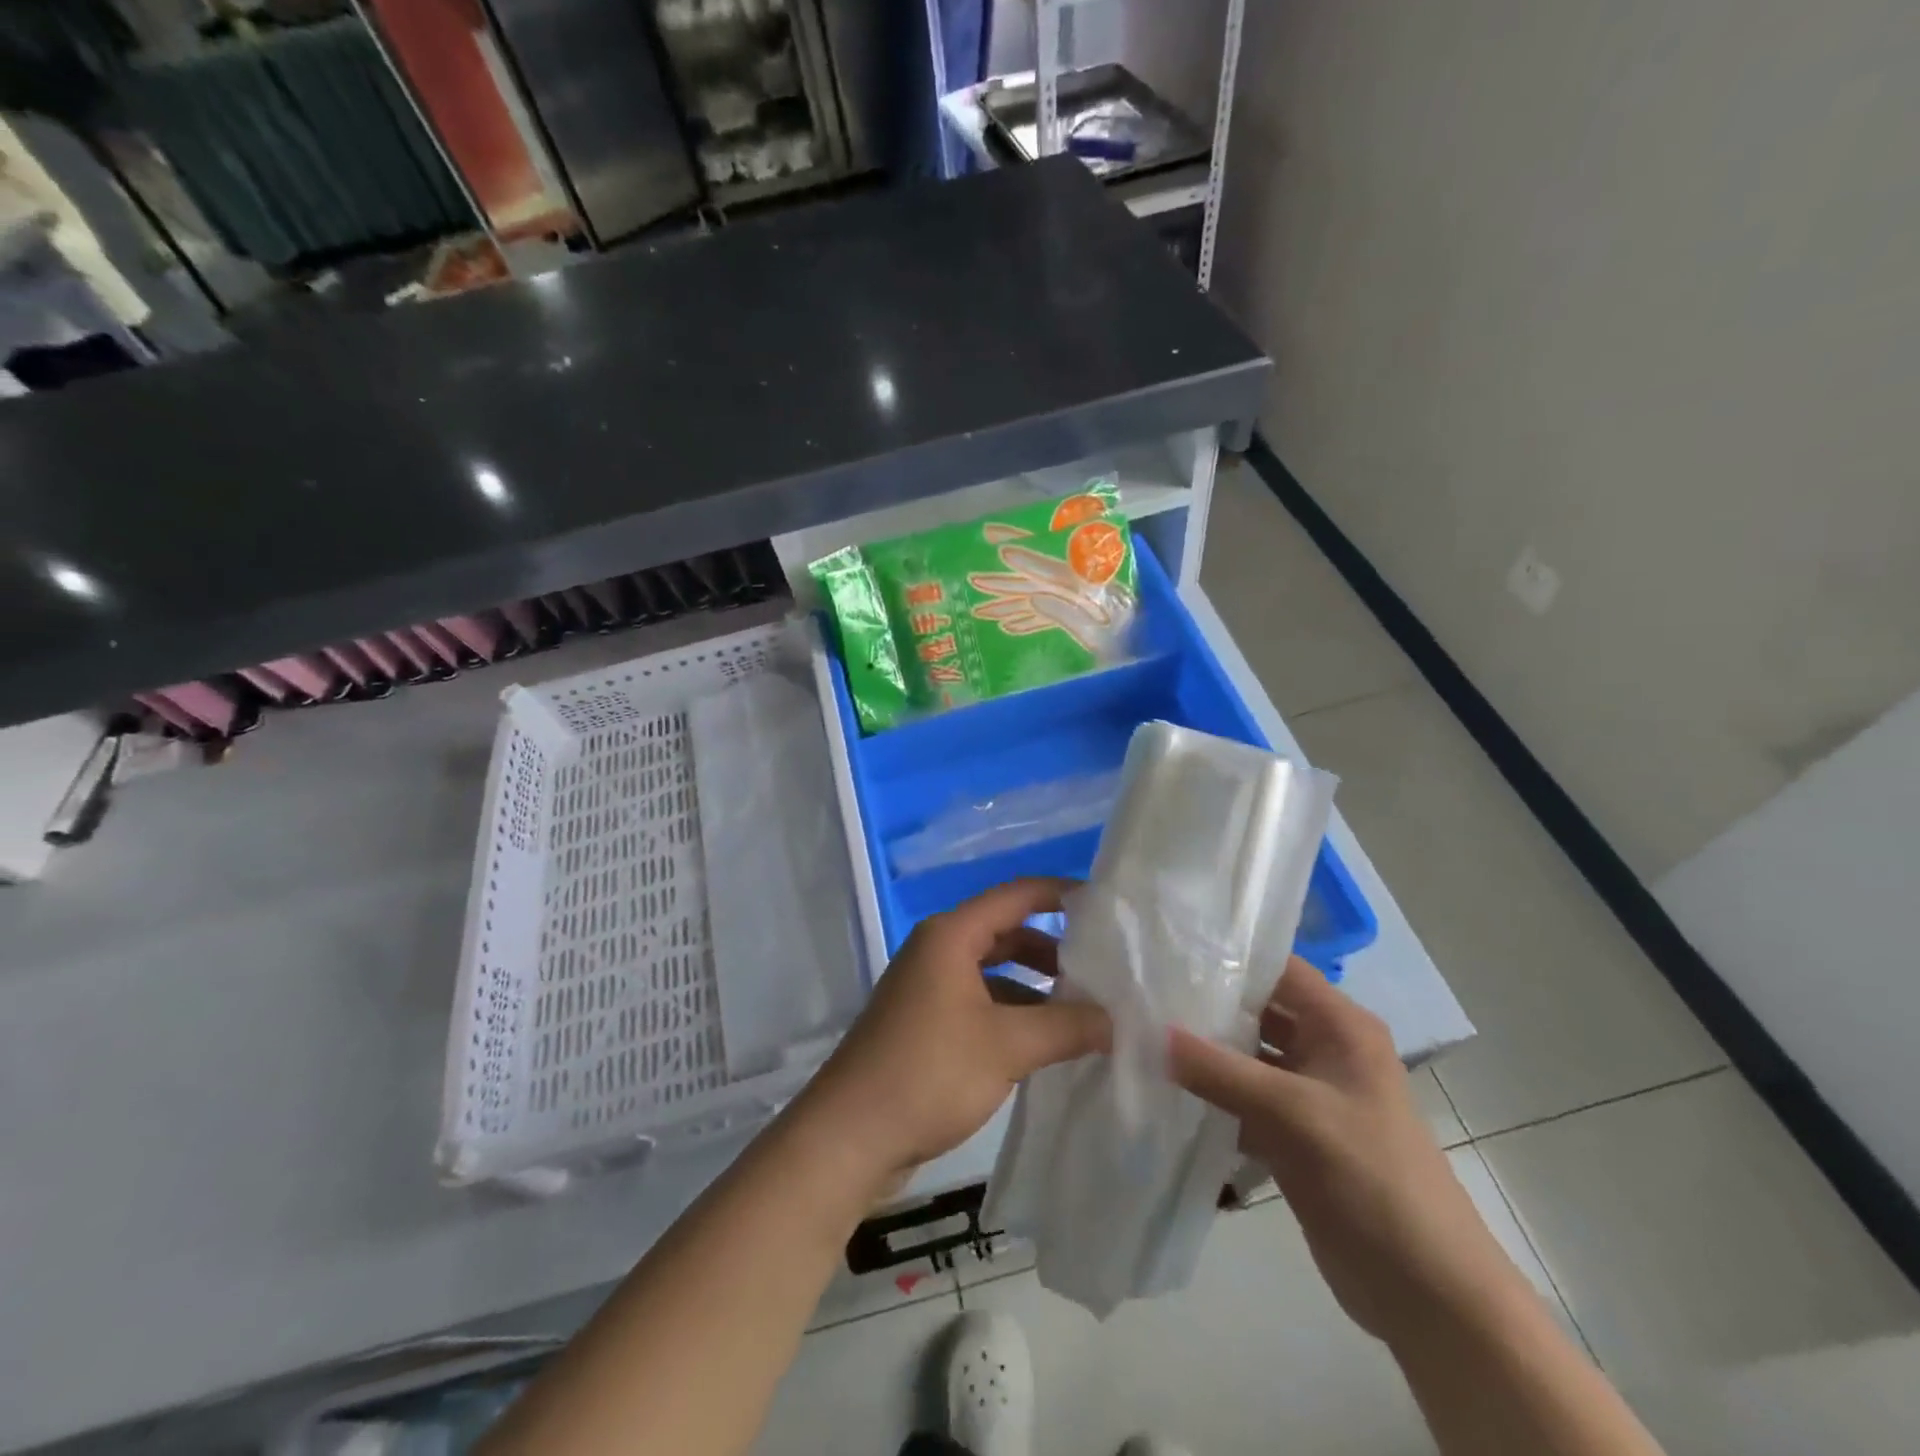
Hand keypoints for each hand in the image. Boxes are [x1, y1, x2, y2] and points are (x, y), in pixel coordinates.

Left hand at [793, 878, 1110, 1193]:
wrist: (849, 1136)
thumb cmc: (928, 1072)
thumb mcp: (1007, 1046)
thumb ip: (1067, 1026)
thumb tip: (1117, 1020)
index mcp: (951, 935)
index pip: (1017, 895)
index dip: (1061, 894)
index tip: (1107, 908)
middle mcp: (938, 950)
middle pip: (1007, 933)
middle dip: (1054, 949)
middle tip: (1103, 971)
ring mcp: (929, 988)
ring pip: (995, 972)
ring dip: (1036, 988)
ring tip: (1085, 1013)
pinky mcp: (926, 1024)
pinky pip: (981, 1004)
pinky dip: (1014, 1015)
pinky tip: (1046, 1044)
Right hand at [1168, 959, 1524, 1347]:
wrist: (1425, 1290)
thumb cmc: (1370, 1176)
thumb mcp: (1292, 1114)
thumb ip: (1219, 1070)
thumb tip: (1151, 1031)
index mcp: (1340, 1026)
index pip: (1278, 968)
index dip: (1228, 953)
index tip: (1168, 949)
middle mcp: (1325, 1048)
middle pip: (1258, 1009)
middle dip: (1206, 1003)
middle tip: (1144, 991)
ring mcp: (1310, 1093)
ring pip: (1247, 1055)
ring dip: (1204, 1051)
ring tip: (1142, 1031)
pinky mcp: (1294, 1133)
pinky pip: (1244, 1098)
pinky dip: (1211, 1094)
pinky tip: (1165, 1087)